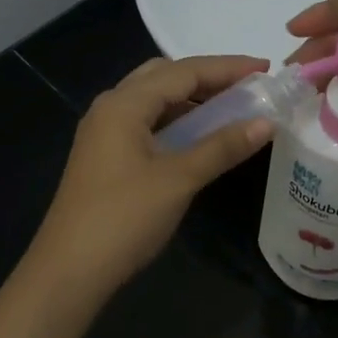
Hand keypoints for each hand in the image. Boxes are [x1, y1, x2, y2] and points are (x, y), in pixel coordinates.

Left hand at [26, 55, 275, 297]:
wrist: (71, 269)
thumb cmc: (125, 218)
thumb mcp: (179, 179)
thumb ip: (222, 147)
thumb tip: (267, 122)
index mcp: (124, 104)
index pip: (183, 71)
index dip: (227, 68)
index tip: (265, 69)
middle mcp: (110, 108)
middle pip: (163, 77)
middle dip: (206, 78)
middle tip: (246, 89)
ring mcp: (103, 134)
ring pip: (153, 101)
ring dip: (190, 101)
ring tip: (230, 110)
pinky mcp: (104, 157)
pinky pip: (146, 124)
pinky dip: (175, 122)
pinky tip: (197, 138)